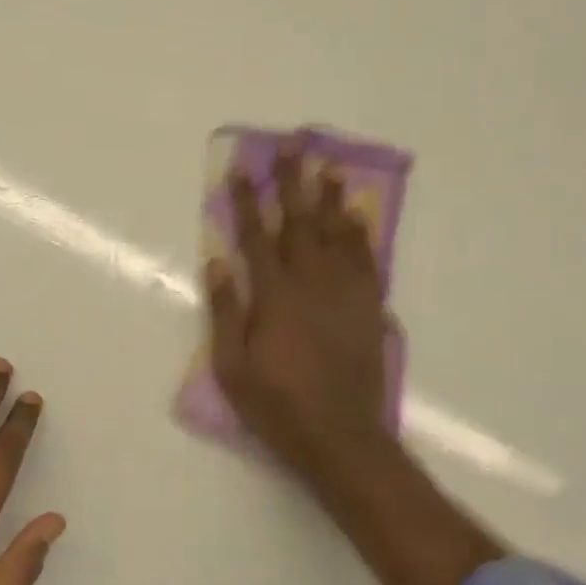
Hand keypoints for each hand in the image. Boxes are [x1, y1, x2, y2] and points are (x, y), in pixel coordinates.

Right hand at [205, 139, 392, 486]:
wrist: (341, 438)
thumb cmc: (277, 405)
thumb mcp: (232, 367)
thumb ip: (225, 312)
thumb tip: (217, 263)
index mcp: (274, 297)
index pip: (256, 238)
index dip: (248, 202)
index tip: (242, 170)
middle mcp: (312, 285)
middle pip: (301, 224)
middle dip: (294, 183)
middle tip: (294, 146)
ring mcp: (345, 296)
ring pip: (338, 236)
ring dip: (332, 199)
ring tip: (330, 168)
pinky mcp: (368, 311)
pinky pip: (367, 262)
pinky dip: (362, 236)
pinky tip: (359, 218)